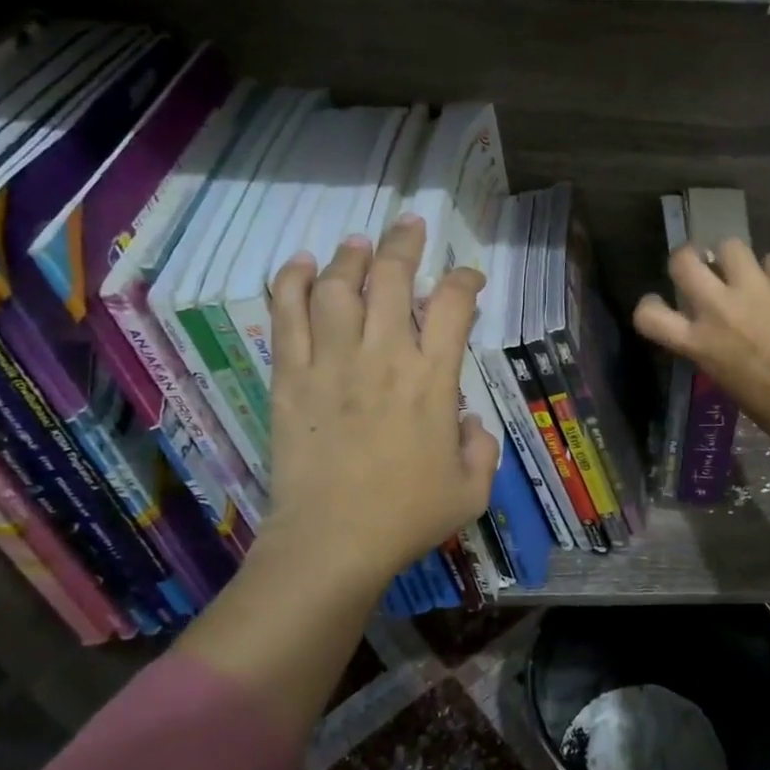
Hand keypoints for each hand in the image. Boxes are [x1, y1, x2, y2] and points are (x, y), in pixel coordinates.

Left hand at [263, 214, 499, 586]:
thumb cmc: (407, 517)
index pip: (453, 305)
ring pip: (338, 287)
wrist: (331, 543)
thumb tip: (468, 420)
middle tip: (410, 225)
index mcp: (433, 379)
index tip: (469, 279)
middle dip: (405, 243)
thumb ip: (482, 446)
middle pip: (393, 277)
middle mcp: (384, 357)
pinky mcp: (291, 378)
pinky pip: (288, 316)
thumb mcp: (472, 489)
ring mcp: (332, 363)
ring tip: (358, 243)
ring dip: (350, 256)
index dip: (465, 280)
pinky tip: (301, 264)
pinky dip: (293, 282)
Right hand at [633, 241, 769, 553]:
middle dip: (689, 257)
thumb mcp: (731, 384)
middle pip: (682, 259)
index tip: (663, 304)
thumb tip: (725, 338)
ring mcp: (755, 290)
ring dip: (735, 257)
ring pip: (729, 245)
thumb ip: (719, 352)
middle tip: (705, 268)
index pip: (648, 315)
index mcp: (699, 344)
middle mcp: (718, 309)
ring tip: (751, 272)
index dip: (650, 304)